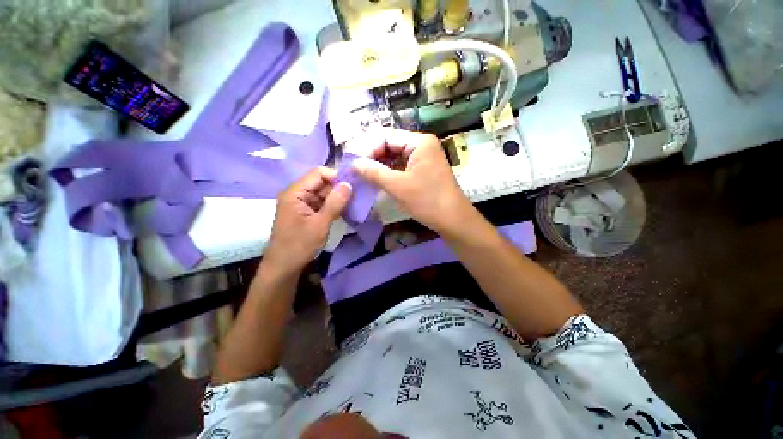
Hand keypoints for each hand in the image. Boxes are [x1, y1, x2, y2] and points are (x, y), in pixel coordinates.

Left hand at [264, 167, 352, 276]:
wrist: (283, 267)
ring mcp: (300, 203)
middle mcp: (296, 193)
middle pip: (320, 182)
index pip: (318, 173)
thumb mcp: (320, 224)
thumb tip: (349, 184)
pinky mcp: (304, 212)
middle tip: (355, 198)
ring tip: (352, 205)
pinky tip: (343, 212)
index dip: (336, 177)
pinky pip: (320, 203)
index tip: (352, 187)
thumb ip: (335, 203)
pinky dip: (331, 206)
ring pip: (322, 193)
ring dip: (336, 198)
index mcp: (295, 192)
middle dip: (338, 189)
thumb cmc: (300, 245)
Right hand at [351, 128, 472, 233]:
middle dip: (371, 156)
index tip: (352, 163)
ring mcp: (422, 157)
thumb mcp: (399, 186)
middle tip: (354, 169)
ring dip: (377, 164)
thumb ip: (374, 172)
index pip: (385, 136)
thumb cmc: (428, 201)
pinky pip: (400, 165)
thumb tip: (352, 164)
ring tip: (361, 174)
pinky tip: (375, 178)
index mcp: (419, 142)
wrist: (453, 220)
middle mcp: (421, 145)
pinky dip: (387, 171)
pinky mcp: (421, 169)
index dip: (366, 148)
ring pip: (393, 155)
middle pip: (389, 144)